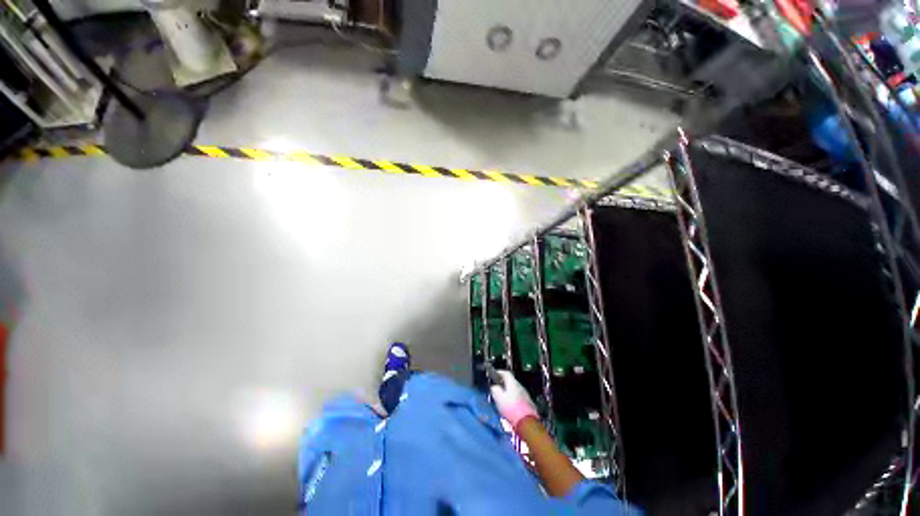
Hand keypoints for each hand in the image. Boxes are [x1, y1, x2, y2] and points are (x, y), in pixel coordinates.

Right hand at [489, 370, 538, 429]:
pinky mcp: (528, 402)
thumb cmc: (511, 408)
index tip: (493, 375)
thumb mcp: (499, 398)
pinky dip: (512, 397)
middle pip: (510, 380)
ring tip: (502, 396)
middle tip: (496, 386)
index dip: (499, 372)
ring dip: (508, 390)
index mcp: (513, 383)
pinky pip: (518, 395)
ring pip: (514, 388)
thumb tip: (494, 386)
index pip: (505, 373)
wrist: (527, 422)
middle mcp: (520, 386)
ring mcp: (525, 394)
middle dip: (503, 382)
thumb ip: (495, 390)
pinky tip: (510, 404)